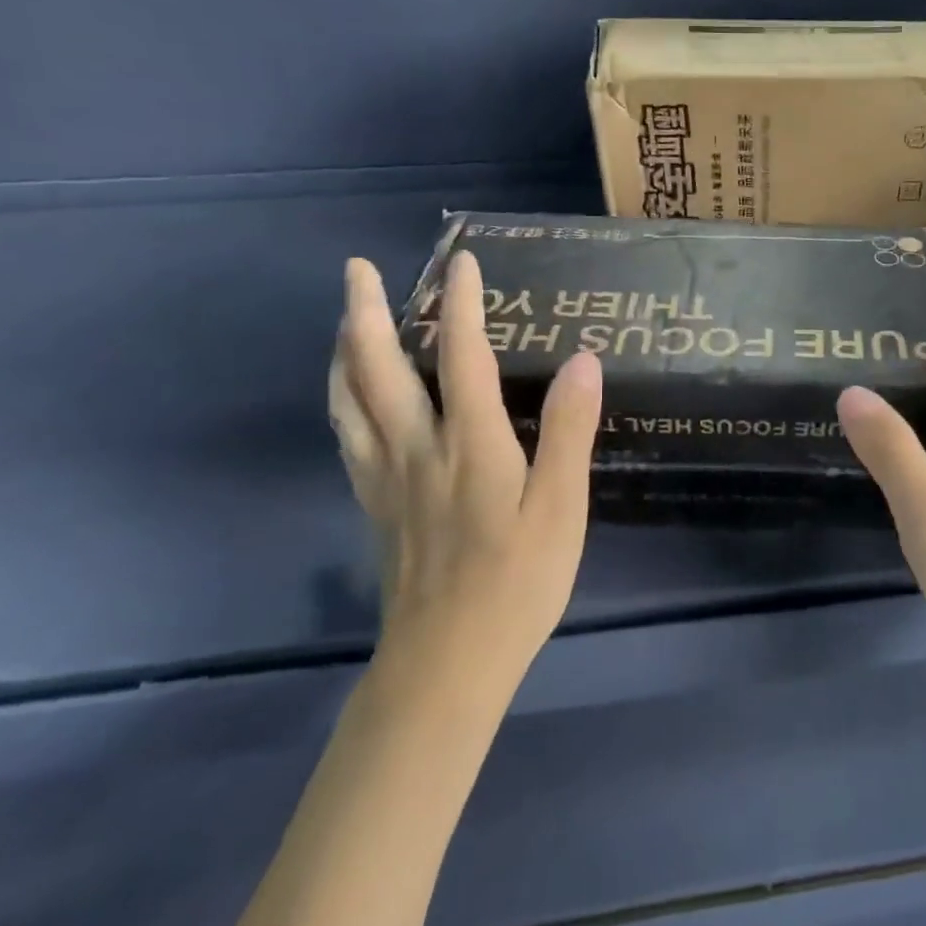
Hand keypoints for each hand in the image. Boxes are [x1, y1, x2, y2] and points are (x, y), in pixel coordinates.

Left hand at [328, 250, 603, 692]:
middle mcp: (416, 449)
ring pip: (348, 399)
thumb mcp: (561, 508)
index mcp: (469, 445)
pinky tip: (349, 396)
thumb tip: (584, 361)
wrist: (446, 664)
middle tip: (357, 268)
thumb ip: (569, 431)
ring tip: (344, 317)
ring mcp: (386, 478)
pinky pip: (347, 435)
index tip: (462, 262)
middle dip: (365, 310)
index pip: (460, 356)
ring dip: (342, 349)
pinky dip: (342, 398)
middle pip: (376, 368)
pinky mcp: (374, 505)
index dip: (460, 304)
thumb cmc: (517, 583)